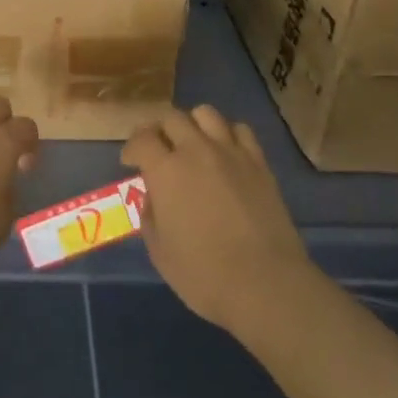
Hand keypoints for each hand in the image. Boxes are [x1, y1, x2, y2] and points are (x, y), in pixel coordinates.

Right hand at [122, 105, 313, 331]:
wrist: (266, 284)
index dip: (132, 148)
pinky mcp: (258, 162)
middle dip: (160, 131)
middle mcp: (196, 150)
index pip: (142, 138)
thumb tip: (154, 197)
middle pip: (172, 117)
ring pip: (206, 113)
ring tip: (193, 145)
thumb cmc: (205, 275)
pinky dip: (227, 134)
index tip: (131, 162)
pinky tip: (225, 152)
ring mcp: (230, 152)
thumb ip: (150, 216)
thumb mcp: (160, 253)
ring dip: (193, 124)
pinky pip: (240, 129)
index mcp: (166, 171)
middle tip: (159, 152)